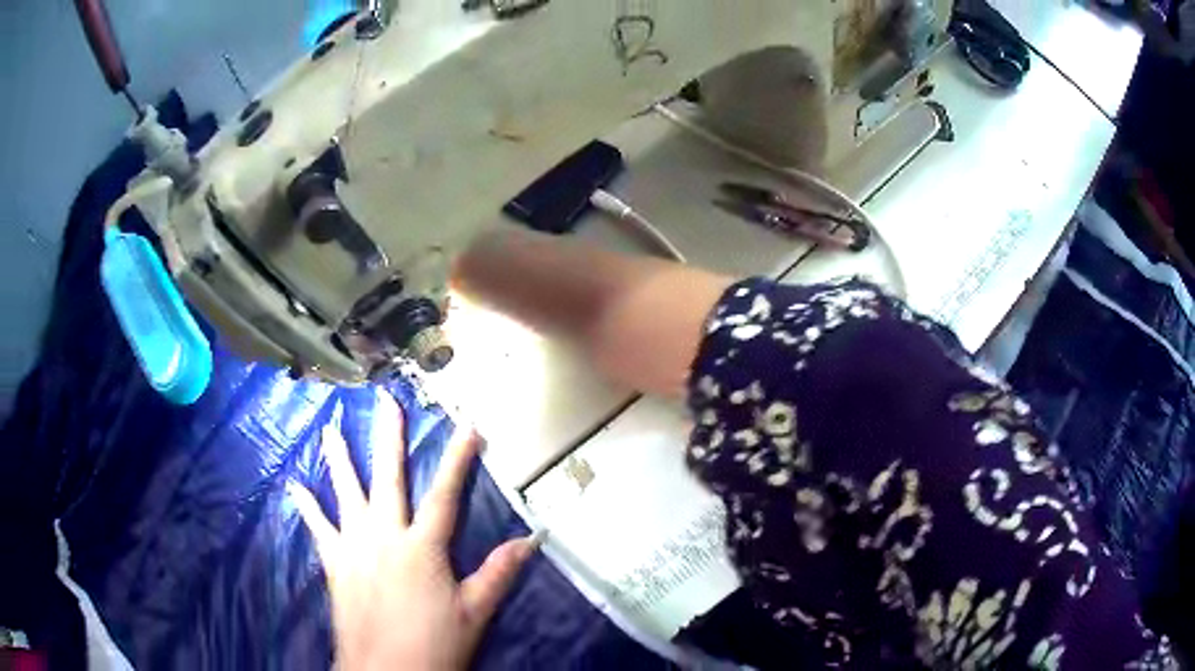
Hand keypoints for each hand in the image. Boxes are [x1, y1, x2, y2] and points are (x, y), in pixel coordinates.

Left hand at [289, 392, 539, 670]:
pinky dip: (306, 506)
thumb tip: (530, 540)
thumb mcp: (474, 613)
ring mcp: (354, 547)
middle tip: (386, 403)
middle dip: (389, 439)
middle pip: (388, 479)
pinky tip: (295, 486)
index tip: (468, 425)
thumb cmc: (434, 644)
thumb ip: (498, 574)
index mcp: (422, 548)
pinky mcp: (334, 563)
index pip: (446, 494)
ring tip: (331, 429)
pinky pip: (318, 528)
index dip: (458, 458)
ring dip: (339, 460)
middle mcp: (384, 536)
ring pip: (345, 494)